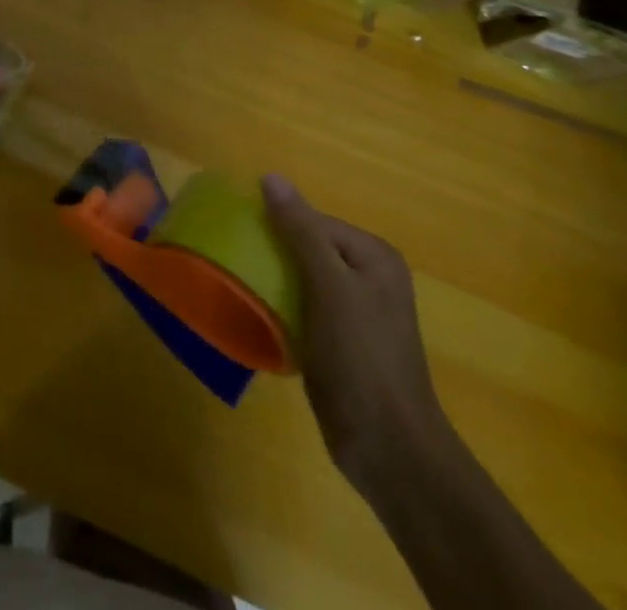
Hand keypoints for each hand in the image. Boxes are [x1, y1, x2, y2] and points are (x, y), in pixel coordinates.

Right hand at [263, 174, 448, 499]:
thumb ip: (300, 231)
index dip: (278, 226)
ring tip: (239, 286)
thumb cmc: (362, 358)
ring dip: (273, 282)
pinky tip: (257, 317)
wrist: (389, 449)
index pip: (314, 221)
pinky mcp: (340, 344)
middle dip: (273, 254)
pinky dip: (280, 310)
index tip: (241, 237)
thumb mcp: (329, 286)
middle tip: (237, 262)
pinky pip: (302, 310)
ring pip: (301, 280)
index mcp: (373, 255)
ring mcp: (355, 313)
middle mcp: (368, 277)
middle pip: (306, 248)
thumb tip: (271, 177)